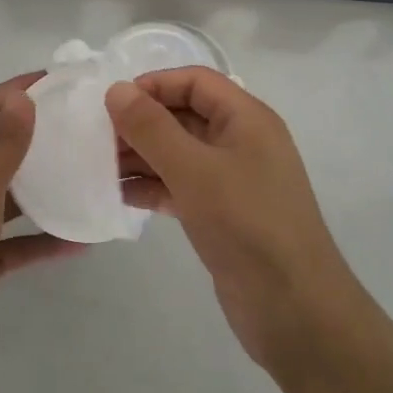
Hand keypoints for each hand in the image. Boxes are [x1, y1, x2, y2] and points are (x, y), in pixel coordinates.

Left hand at [0, 73, 82, 376]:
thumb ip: (4, 144)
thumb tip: (23, 98)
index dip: (12, 92)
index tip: (52, 80)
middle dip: (32, 137)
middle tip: (76, 125)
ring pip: (9, 197)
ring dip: (42, 188)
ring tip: (84, 173)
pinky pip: (17, 241)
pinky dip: (44, 238)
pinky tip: (80, 238)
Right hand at [107, 68, 365, 371]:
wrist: (296, 311)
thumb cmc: (246, 225)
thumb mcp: (194, 170)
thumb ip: (152, 128)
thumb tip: (116, 89)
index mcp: (247, 118)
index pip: (195, 82)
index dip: (154, 85)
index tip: (112, 104)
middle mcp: (242, 142)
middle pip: (185, 115)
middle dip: (142, 123)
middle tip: (97, 139)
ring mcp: (234, 180)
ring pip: (180, 154)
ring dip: (142, 156)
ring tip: (99, 167)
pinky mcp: (223, 215)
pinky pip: (182, 187)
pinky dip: (153, 187)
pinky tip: (120, 195)